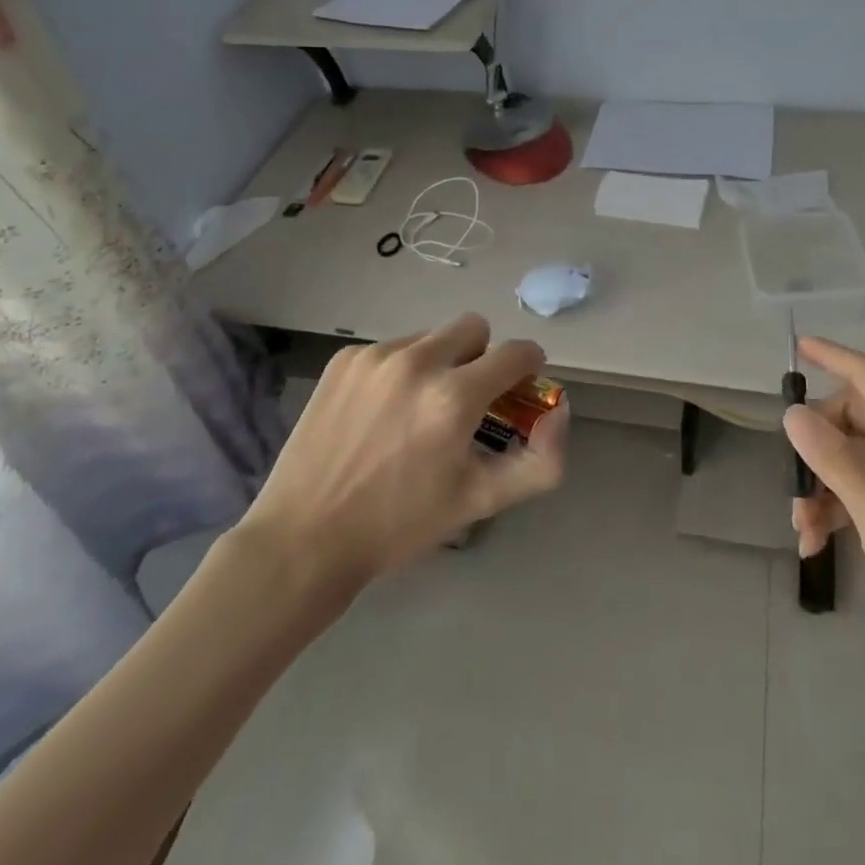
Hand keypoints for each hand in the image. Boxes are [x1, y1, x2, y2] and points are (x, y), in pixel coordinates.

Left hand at [244, 313, 567, 591]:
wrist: (306, 537)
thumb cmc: (401, 524)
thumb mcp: (482, 500)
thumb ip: (541, 459)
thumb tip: (558, 410)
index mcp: (454, 397)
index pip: (517, 352)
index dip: (528, 367)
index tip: (519, 387)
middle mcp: (417, 362)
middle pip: (475, 327)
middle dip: (482, 357)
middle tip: (467, 399)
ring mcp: (375, 356)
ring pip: (431, 337)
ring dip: (439, 363)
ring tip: (416, 411)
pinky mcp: (344, 359)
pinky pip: (392, 348)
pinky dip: (400, 370)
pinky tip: (380, 412)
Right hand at [784, 336, 864, 691]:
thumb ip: (833, 459)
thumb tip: (792, 412)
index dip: (831, 356)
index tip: (796, 345)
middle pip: (854, 419)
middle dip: (815, 447)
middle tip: (790, 482)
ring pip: (855, 458)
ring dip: (823, 486)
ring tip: (801, 530)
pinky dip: (841, 508)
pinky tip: (817, 544)